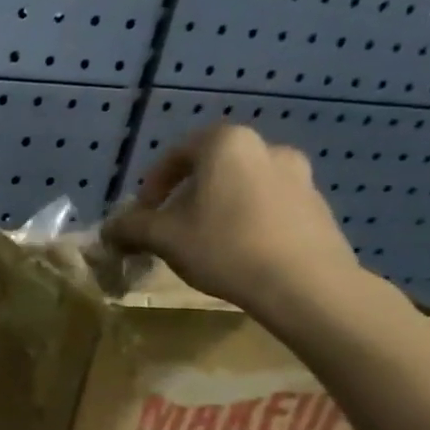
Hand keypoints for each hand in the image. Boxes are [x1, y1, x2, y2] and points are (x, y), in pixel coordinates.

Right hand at [104, 124, 362, 314]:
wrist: (306, 284)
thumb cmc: (225, 246)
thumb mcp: (162, 237)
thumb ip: (130, 227)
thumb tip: (110, 229)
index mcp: (227, 144)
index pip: (177, 153)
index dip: (153, 183)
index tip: (143, 212)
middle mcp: (267, 148)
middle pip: (212, 168)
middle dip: (186, 195)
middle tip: (170, 226)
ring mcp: (300, 176)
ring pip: (242, 186)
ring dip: (217, 207)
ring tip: (202, 242)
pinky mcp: (318, 206)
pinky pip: (269, 205)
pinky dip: (247, 220)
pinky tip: (237, 252)